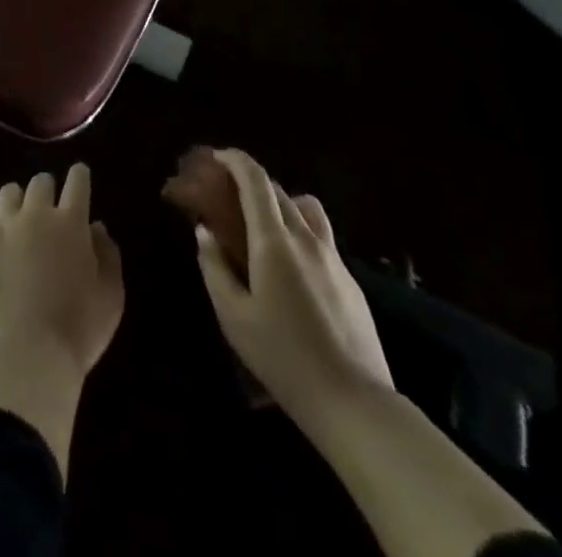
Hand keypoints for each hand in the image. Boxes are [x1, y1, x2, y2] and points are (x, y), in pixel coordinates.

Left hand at [0, 165, 123, 383]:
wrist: (29, 356)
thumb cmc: (78, 329)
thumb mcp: (111, 296)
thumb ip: (108, 254)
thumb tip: (97, 226)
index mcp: (70, 222)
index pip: (77, 182)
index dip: (79, 176)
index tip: (79, 177)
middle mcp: (35, 214)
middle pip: (40, 182)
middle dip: (46, 190)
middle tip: (48, 212)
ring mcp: (0, 227)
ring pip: (7, 193)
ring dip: (15, 202)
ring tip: (16, 221)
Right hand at [193, 149, 391, 418]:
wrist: (356, 404)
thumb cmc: (284, 359)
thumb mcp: (233, 317)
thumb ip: (214, 268)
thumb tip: (205, 232)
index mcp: (274, 241)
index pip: (255, 179)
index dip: (234, 160)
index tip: (215, 158)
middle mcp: (306, 237)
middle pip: (277, 189)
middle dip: (250, 182)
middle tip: (227, 197)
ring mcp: (333, 257)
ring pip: (305, 208)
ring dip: (280, 203)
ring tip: (262, 227)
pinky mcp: (350, 279)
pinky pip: (320, 237)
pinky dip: (298, 232)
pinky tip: (289, 267)